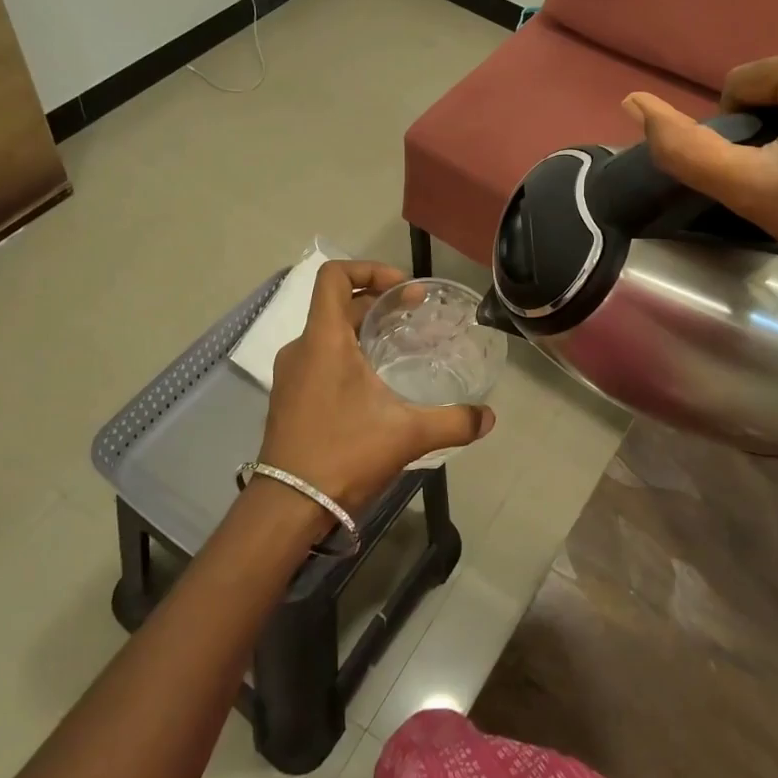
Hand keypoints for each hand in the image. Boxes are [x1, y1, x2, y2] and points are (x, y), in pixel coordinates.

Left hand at [259, 260, 494, 515]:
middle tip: (417, 316)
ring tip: (402, 348)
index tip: (402, 288)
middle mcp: (302, 348)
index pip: (334, 276)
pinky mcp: (290, 399)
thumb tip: (489, 417)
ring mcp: (291, 375)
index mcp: (324, 339)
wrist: (287, 508)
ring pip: (330, 334)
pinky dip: (349, 356)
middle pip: (338, 305)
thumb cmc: (344, 454)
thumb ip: (454, 422)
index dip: (369, 269)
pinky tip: (377, 385)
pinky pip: (320, 360)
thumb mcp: (407, 435)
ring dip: (365, 331)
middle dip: (379, 303)